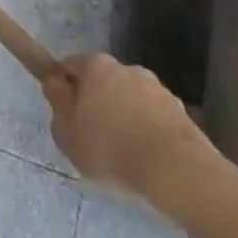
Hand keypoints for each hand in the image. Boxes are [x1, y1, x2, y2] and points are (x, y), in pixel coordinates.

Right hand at [43, 52, 218, 203]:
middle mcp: (125, 67)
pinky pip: (155, 119)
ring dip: (127, 117)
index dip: (65, 88)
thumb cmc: (111, 149)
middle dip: (98, 102)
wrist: (177, 172)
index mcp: (94, 65)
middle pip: (103, 81)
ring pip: (132, 99)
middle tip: (95, 136)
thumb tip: (56, 85)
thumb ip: (57, 104)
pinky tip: (149, 160)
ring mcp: (157, 87)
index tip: (67, 114)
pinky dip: (150, 132)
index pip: (70, 66)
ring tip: (127, 153)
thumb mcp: (67, 132)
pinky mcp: (181, 112)